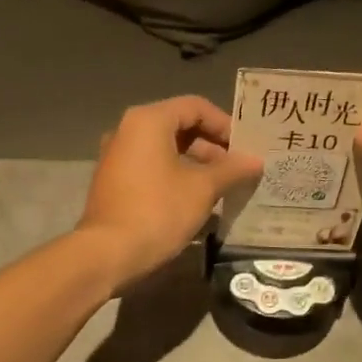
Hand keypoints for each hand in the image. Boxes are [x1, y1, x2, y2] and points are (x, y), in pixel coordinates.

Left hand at [79, 96, 261, 291]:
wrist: (107, 254)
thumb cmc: (158, 211)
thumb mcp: (202, 189)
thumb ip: (231, 169)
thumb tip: (255, 161)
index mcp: (148, 121)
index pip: (196, 107)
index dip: (225, 125)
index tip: (245, 148)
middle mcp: (127, 130)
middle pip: (179, 125)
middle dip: (212, 146)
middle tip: (238, 169)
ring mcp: (117, 156)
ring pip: (166, 148)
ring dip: (196, 163)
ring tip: (223, 187)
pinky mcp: (114, 181)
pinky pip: (151, 167)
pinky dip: (176, 175)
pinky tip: (196, 200)